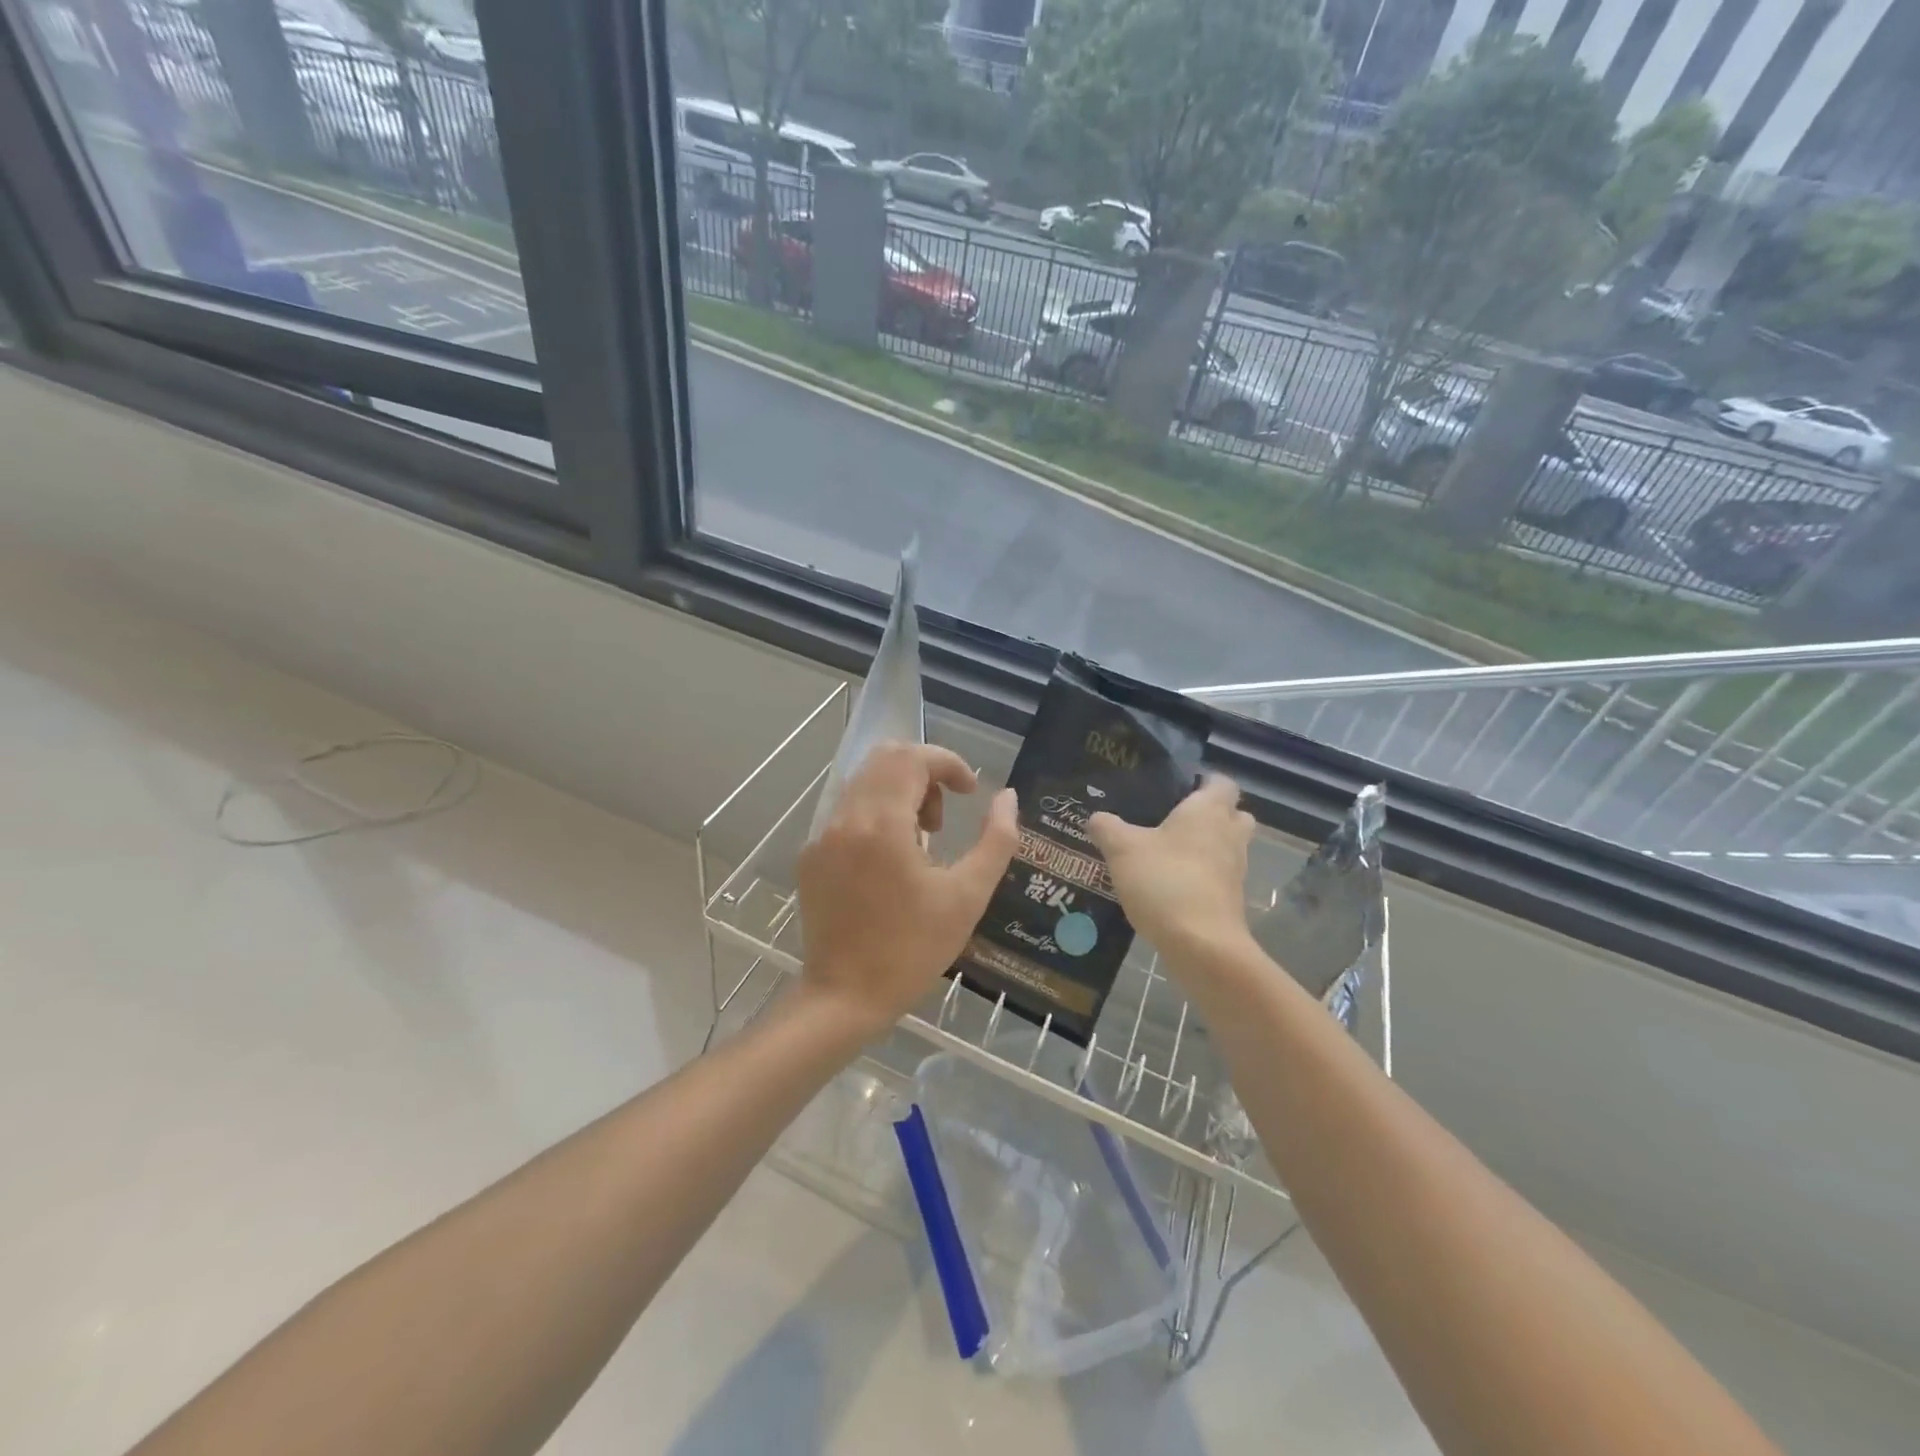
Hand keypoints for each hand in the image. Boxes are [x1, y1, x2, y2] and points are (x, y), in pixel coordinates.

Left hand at [797, 743, 1017, 1034]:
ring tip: (921, 842)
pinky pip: (846, 812)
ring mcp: (821, 836)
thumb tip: (1007, 797)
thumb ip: (997, 840)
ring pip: (864, 782)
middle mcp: (845, 817)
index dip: (949, 763)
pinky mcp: (810, 856)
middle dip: (924, 774)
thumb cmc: (912, 950)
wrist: (844, 998)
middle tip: (942, 820)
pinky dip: (875, 814)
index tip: (971, 792)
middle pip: (885, 760)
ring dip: (899, 793)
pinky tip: (890, 862)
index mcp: (882, 823)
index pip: (913, 758)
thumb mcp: (968, 896)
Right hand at [1087, 775, 1254, 969]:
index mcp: (1208, 811)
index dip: (1204, 781)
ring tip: (1168, 853)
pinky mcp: (1232, 900)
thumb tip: (1096, 817)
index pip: (1222, 782)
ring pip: (1228, 847)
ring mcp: (1236, 870)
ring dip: (1207, 848)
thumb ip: (1107, 827)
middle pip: (1234, 814)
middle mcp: (1229, 835)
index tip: (1178, 788)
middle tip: (1176, 820)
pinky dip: (1202, 877)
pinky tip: (1171, 885)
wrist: (1201, 945)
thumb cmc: (1164, 881)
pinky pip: (1220, 877)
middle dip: (1212, 814)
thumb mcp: (1122, 850)